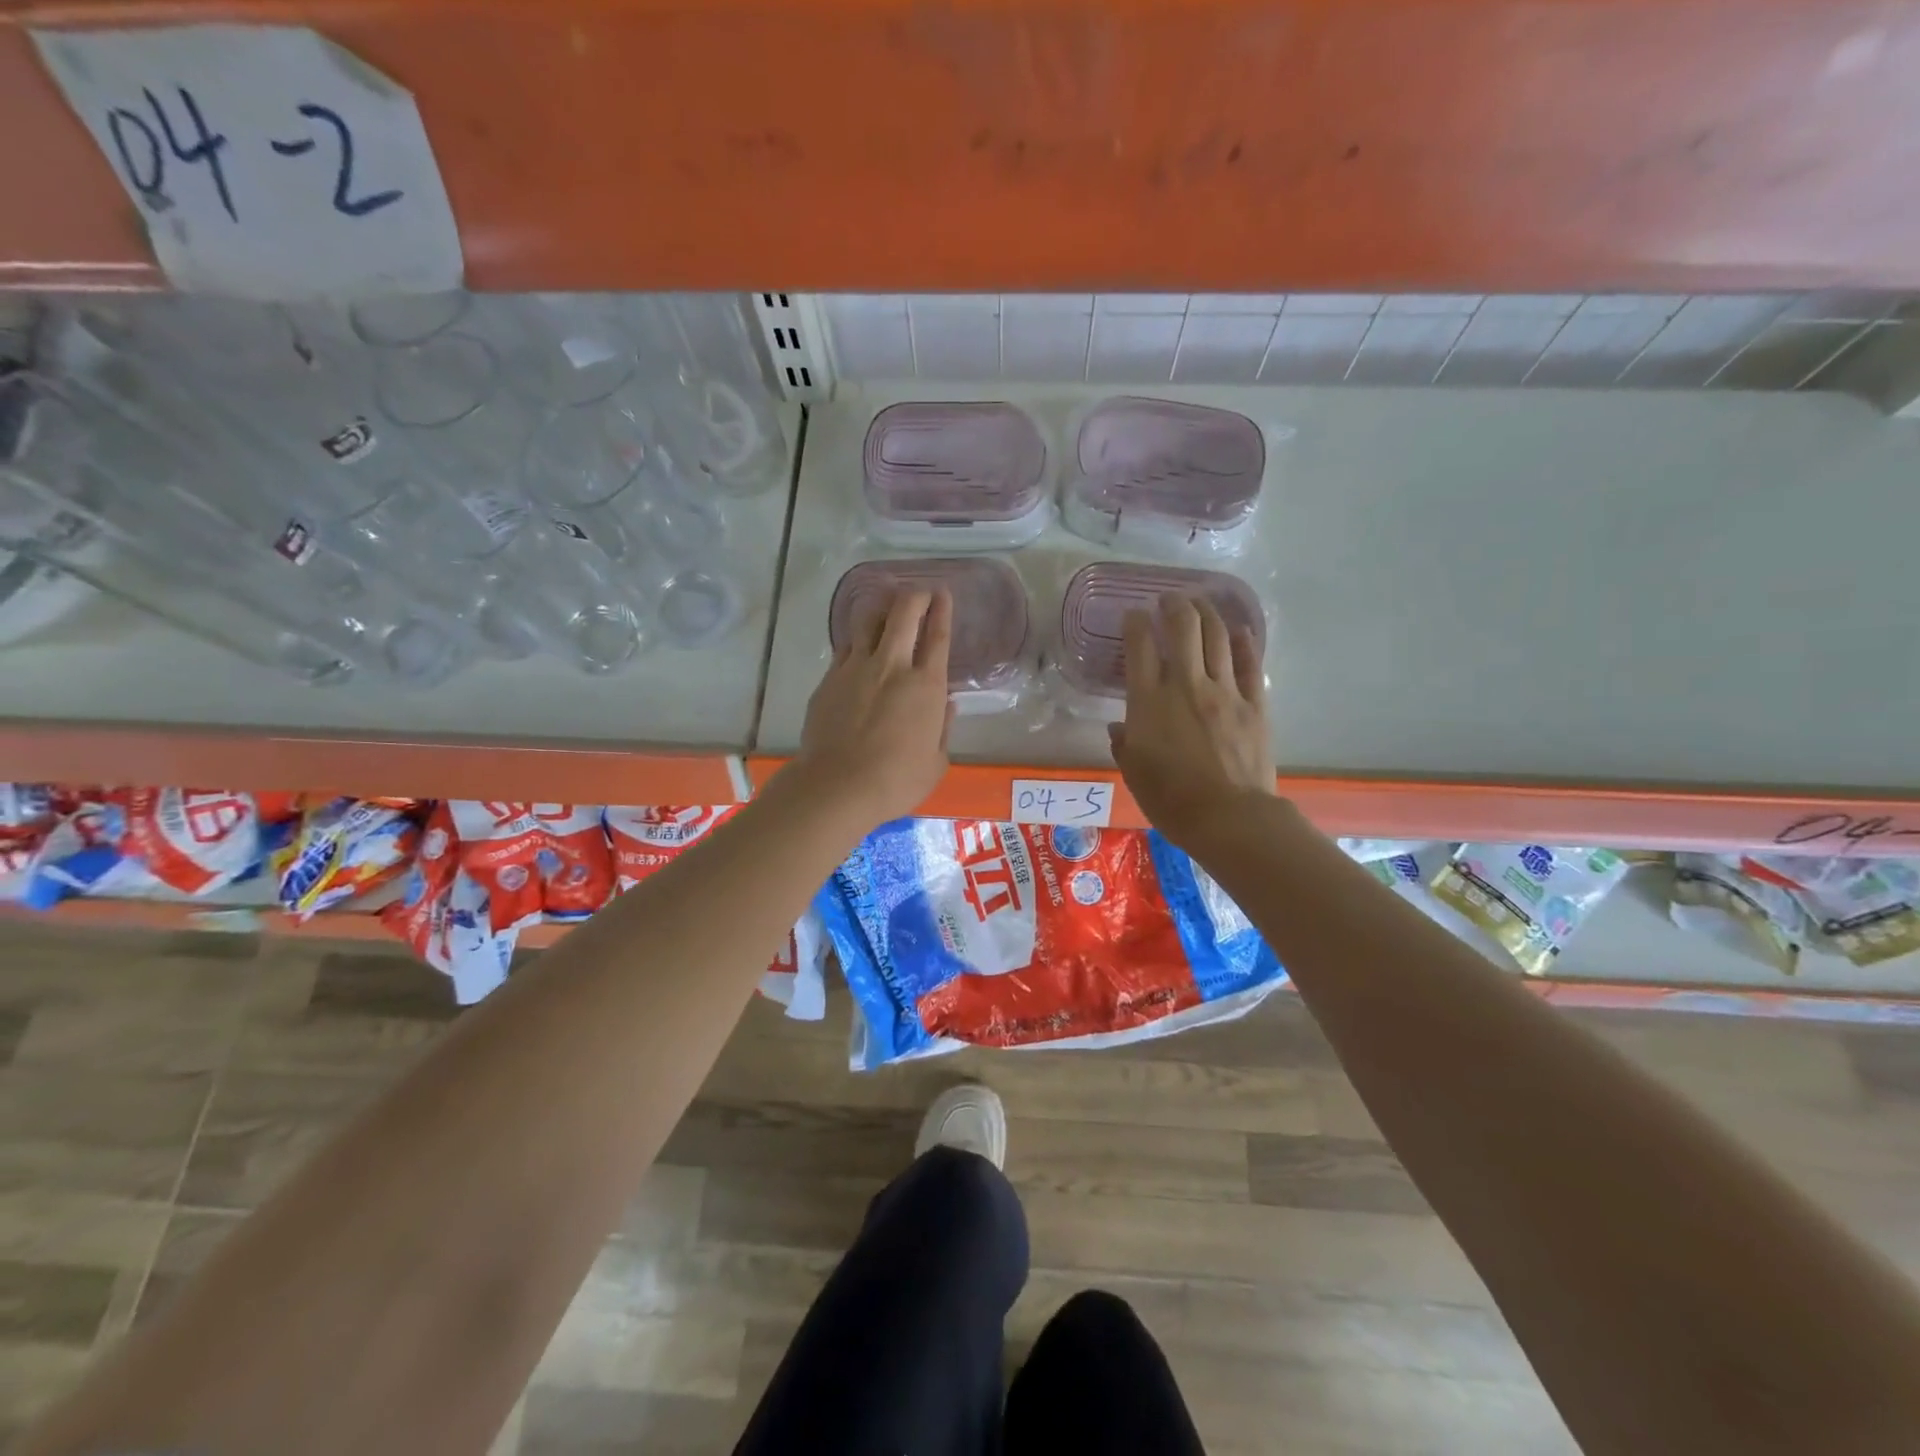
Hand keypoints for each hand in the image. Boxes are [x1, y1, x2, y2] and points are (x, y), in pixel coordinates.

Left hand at [792, 588, 954, 829]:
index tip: (944, 593)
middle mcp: (892, 666)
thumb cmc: (896, 781)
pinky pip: (846, 646)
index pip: (938, 636)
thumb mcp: (936, 762)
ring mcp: (856, 668)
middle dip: (915, 595)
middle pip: (904, 614)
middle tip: (921, 591)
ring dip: (883, 608)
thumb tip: (945, 706)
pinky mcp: (829, 679)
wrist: (838, 786)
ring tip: (887, 606)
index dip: (943, 610)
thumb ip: (942, 729)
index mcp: (926, 686)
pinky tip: (859, 643)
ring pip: (869, 621)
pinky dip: (858, 638)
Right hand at [1108, 594, 1273, 849]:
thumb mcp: (1134, 774)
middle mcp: (1186, 685)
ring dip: (1207, 613)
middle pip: (1183, 628)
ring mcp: (1224, 692)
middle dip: (1175, 605)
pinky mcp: (1254, 704)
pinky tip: (1238, 631)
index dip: (1135, 623)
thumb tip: (1119, 728)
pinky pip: (1249, 664)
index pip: (1140, 647)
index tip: (1134, 614)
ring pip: (1217, 637)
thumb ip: (1124, 744)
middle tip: (1169, 599)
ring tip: (1200, 604)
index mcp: (1149, 702)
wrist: (1227, 818)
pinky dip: (1244, 643)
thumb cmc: (1170, 800)